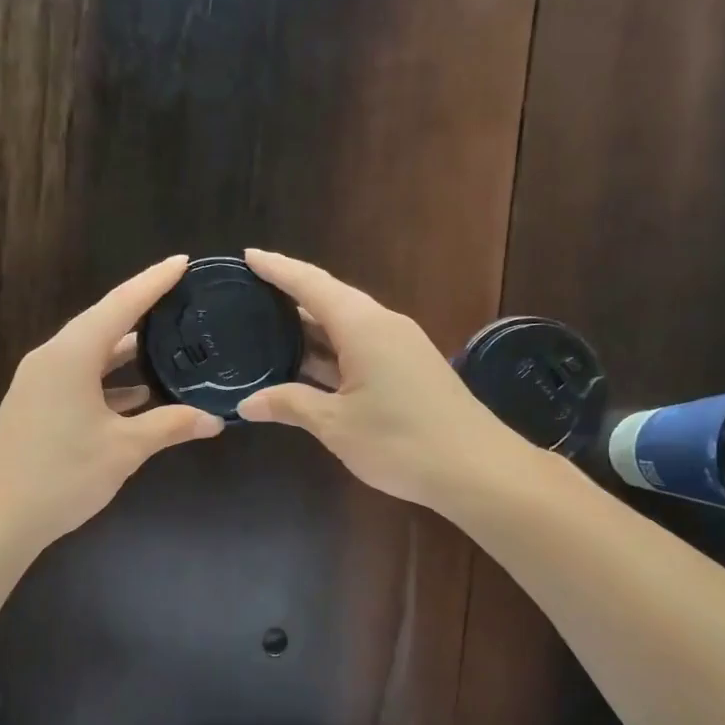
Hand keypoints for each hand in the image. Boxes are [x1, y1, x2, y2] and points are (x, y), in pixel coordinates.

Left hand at [0, 256, 224, 553]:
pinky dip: (109, 381)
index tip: (183, 262)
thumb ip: (170, 426)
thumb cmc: (62, 474)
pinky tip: (139, 395)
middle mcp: (52, 359)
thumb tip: (214, 419)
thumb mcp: (124, 449)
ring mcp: (39, 383)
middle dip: (142, 312)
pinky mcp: (36, 407)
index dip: (154, 282)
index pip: (120, 305)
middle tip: (182, 301)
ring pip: (90, 354)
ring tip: (168, 343)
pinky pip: (80, 379)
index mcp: (71, 355)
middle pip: (103, 324)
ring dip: (126, 351)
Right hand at [237, 249, 512, 509]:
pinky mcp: (410, 369)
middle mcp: (383, 325)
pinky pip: (361, 347)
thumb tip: (247, 403)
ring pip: (346, 326)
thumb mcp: (336, 424)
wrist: (477, 469)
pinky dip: (330, 351)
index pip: (311, 284)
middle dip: (290, 297)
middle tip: (249, 298)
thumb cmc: (400, 441)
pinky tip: (308, 367)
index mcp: (363, 326)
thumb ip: (290, 405)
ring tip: (268, 330)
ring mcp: (400, 347)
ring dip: (310, 329)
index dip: (277, 269)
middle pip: (330, 299)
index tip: (247, 255)